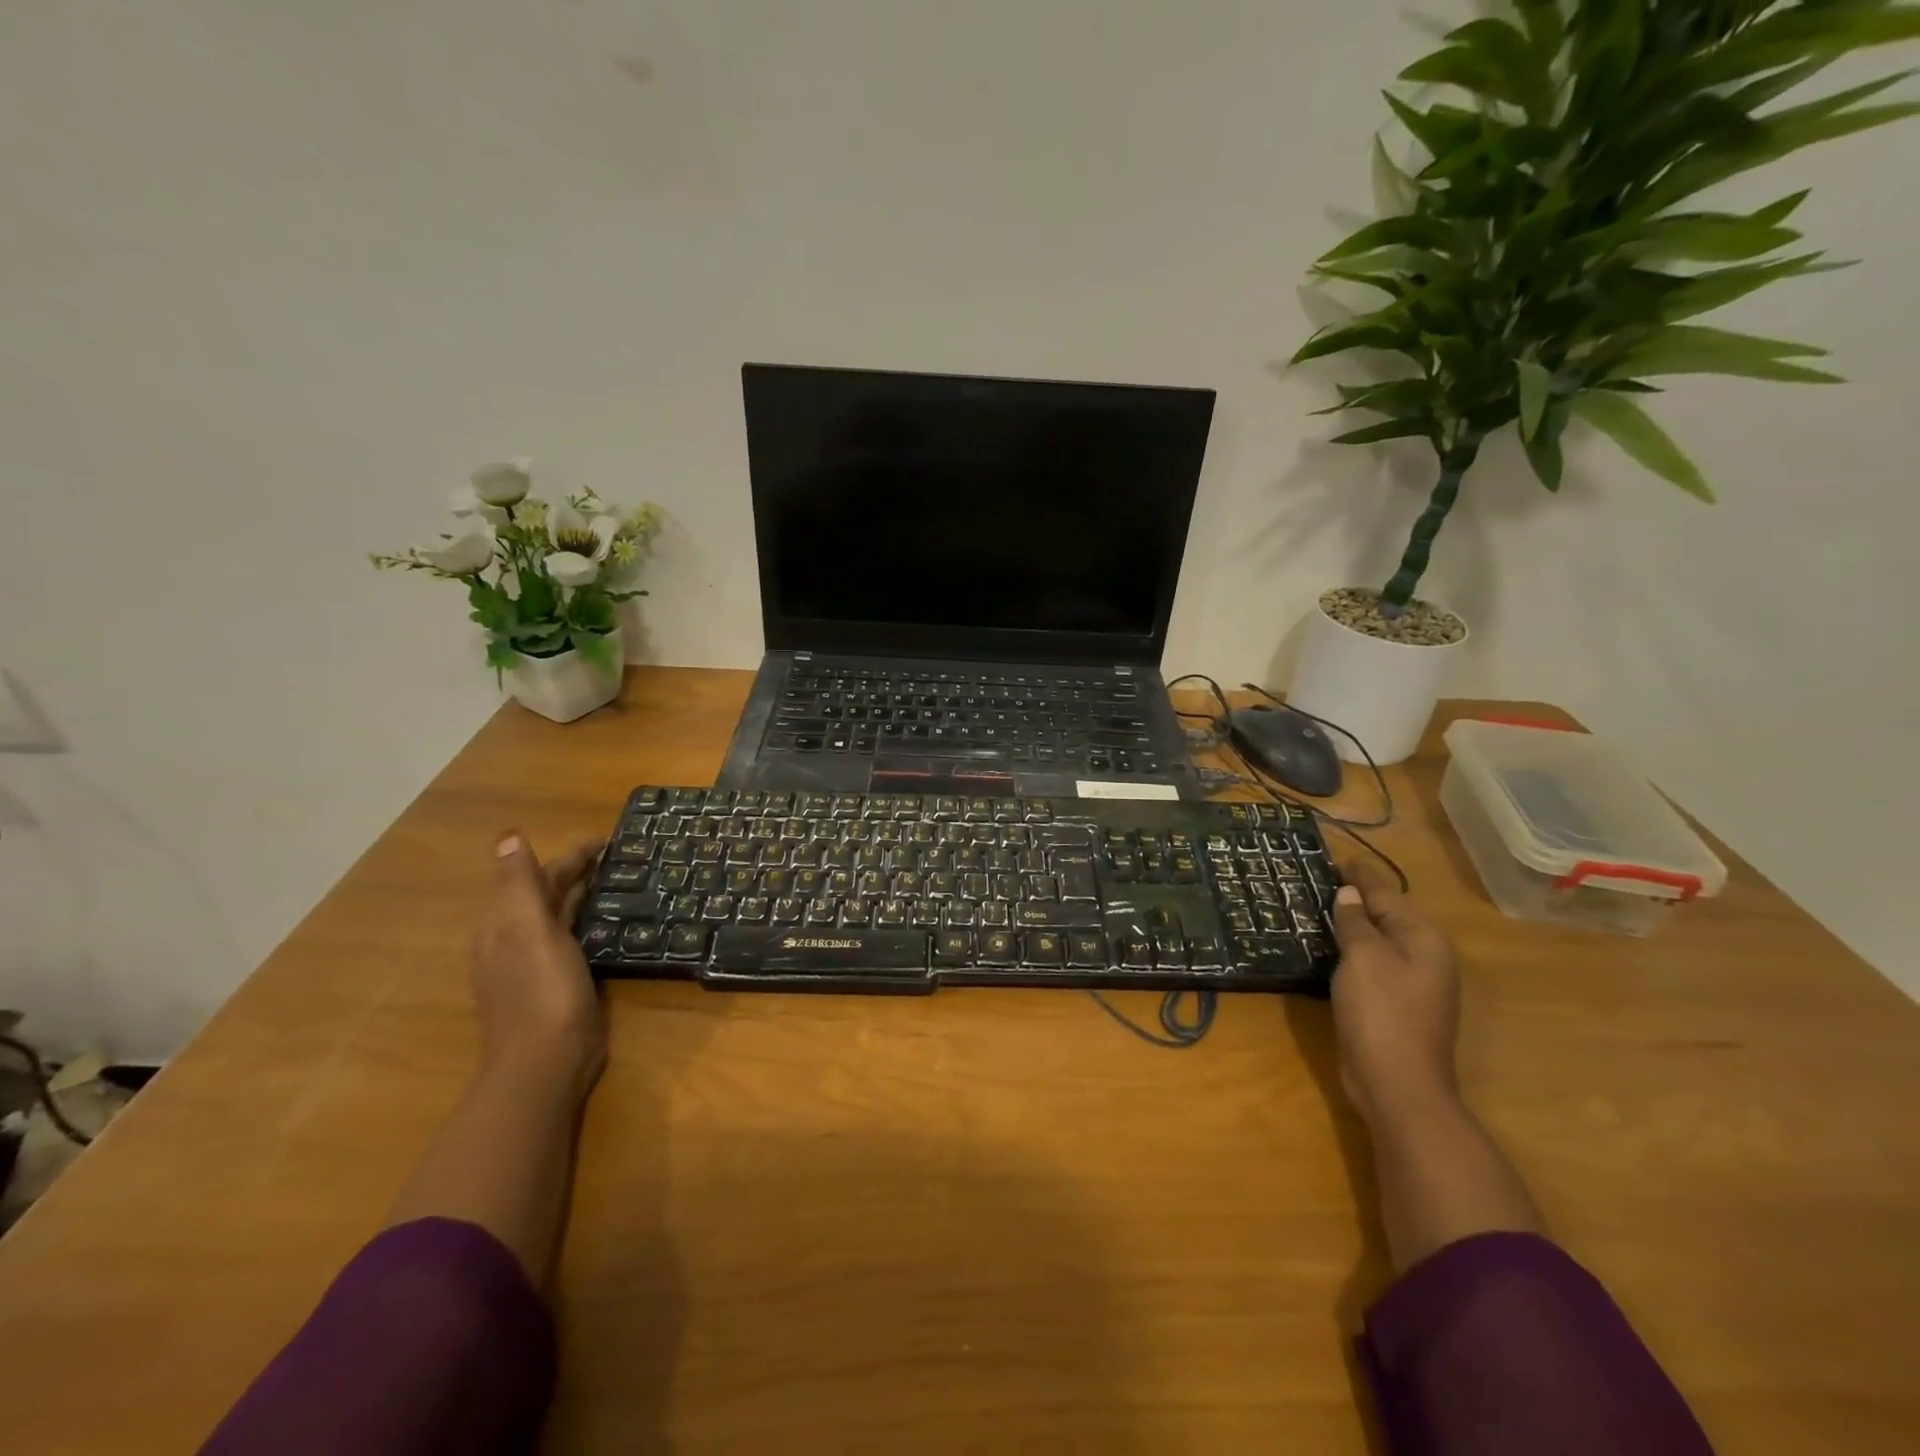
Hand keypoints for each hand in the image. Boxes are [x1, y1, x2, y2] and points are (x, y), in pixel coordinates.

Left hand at [471, 834, 606, 1097]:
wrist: (547, 1062)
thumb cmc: (541, 991)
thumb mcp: (528, 931)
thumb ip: (518, 883)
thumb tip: (508, 835)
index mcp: (504, 925)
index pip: (538, 876)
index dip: (571, 855)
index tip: (609, 840)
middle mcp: (515, 941)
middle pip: (547, 895)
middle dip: (579, 872)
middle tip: (622, 857)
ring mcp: (536, 965)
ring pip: (561, 917)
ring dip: (585, 895)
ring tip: (621, 881)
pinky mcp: (559, 983)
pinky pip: (574, 939)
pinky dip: (590, 922)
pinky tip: (611, 923)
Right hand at [1329, 860, 1460, 1126]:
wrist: (1397, 1084)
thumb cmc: (1382, 1012)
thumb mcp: (1363, 958)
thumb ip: (1354, 922)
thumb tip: (1348, 894)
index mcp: (1424, 939)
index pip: (1387, 894)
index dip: (1361, 876)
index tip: (1340, 857)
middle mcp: (1425, 957)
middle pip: (1387, 916)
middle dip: (1358, 898)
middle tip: (1323, 878)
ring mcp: (1413, 984)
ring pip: (1379, 941)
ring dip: (1353, 924)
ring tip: (1322, 905)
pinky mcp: (1395, 1005)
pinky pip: (1372, 963)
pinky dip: (1353, 950)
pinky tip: (1331, 946)